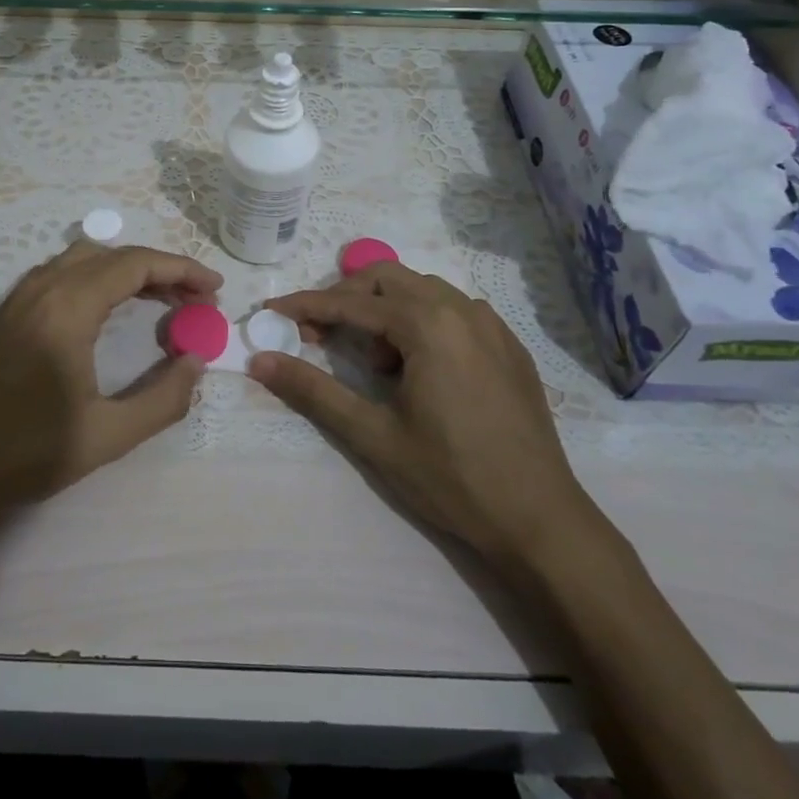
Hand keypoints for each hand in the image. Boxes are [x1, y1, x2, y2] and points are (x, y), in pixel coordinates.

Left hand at [0, 241, 221, 527]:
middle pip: (112, 255)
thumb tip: (197, 361)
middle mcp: (42, 288)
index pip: (134, 265)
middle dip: (160, 269)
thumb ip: (163, 397)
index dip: (181, 269)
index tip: (214, 288)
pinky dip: (99, 278)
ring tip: (163, 301)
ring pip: (85, 259)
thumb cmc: (26, 454)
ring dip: (128, 271)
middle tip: (195, 299)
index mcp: (66, 309)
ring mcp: (19, 297)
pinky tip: (113, 310)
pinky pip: (63, 273)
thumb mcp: (107, 435)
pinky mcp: (8, 312)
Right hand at [250, 262, 601, 573]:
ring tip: (372, 360)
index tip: (272, 311)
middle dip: (345, 298)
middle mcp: (461, 309)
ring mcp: (492, 324)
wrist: (540, 519)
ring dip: (384, 309)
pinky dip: (420, 320)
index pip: (351, 304)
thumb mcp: (373, 435)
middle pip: (387, 279)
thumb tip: (259, 361)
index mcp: (428, 325)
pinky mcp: (508, 345)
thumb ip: (313, 391)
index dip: (306, 306)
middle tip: (317, 334)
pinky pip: (453, 310)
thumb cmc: (451, 477)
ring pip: (421, 290)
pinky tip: (416, 366)